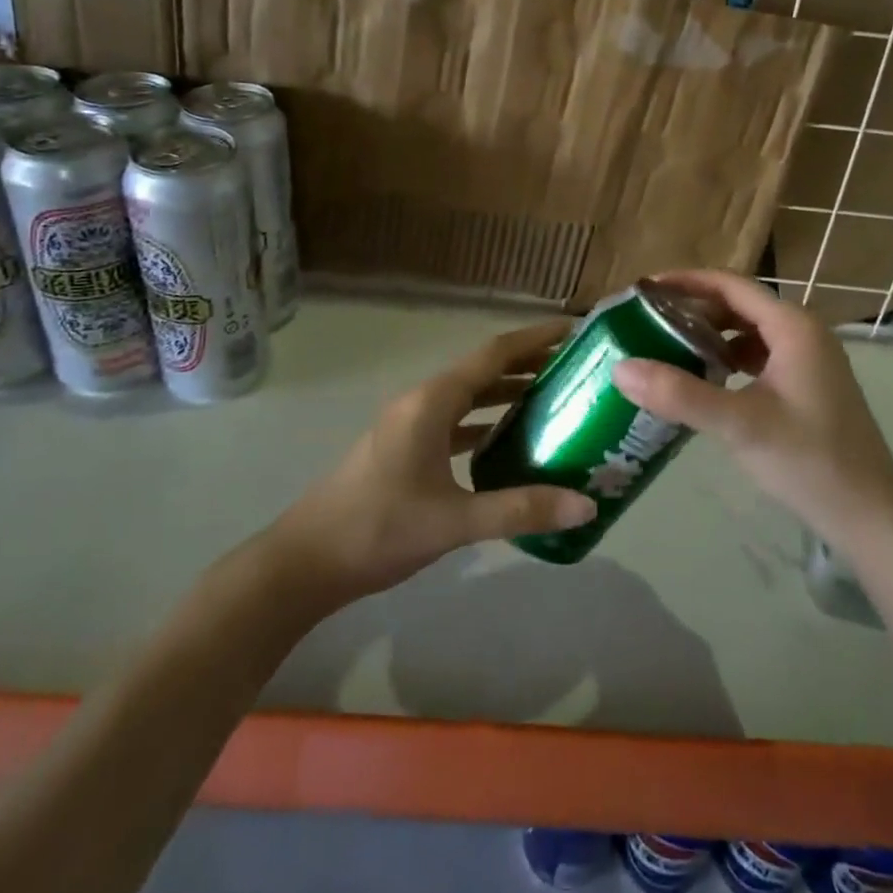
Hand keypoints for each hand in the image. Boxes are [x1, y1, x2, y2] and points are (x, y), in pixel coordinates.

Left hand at [266, 320, 596, 607]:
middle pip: (484, 371)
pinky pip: (456, 423)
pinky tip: (511, 446)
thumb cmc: (378, 529)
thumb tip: (586, 506)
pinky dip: (486, 425)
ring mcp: (411, 424)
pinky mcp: (406, 448)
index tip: (574, 330)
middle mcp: (423, 402)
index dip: (535, 338)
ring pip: (469, 397)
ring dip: (508, 395)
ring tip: (555, 401)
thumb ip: (520, 510)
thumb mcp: (455, 522)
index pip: (494, 354)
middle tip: (576, 370)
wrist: (306, 561)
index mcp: (433, 401)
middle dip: (529, 365)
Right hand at [612, 270, 892, 546]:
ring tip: (667, 348)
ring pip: (748, 331)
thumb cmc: (809, 461)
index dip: (685, 282)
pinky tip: (704, 380)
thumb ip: (680, 395)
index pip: (730, 285)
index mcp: (792, 326)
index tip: (644, 290)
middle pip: (738, 304)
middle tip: (647, 322)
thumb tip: (620, 368)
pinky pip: (758, 355)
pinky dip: (728, 358)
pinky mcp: (807, 383)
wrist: (870, 514)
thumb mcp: (739, 425)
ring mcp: (808, 357)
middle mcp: (802, 331)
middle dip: (693, 310)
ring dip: (710, 335)